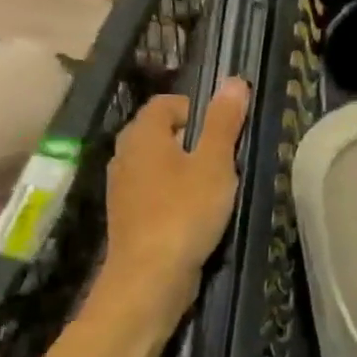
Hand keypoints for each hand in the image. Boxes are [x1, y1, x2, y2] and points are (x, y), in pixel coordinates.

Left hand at [102, 80, 250, 313]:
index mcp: (143, 135)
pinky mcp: (129, 216)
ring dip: (186, 169)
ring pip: (158, 164)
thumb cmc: (185, 211)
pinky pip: (154, 190)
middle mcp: (125, 156)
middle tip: (226, 159)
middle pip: (161, 132)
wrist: (150, 276)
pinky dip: (175, 193)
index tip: (226, 131)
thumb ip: (224, 122)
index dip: (198, 109)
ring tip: (216, 187)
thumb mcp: (215, 163)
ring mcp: (123, 188)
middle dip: (194, 140)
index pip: (167, 103)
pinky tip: (197, 213)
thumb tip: (234, 80)